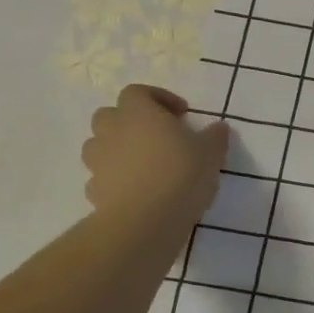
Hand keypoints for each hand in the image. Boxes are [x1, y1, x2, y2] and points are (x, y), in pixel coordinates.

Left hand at [81, 85, 228, 227]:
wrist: (145, 220)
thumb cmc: (180, 174)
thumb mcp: (211, 153)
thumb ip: (215, 136)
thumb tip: (219, 128)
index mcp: (139, 113)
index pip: (138, 92)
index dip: (158, 98)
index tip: (181, 114)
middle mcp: (112, 131)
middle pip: (110, 115)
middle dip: (130, 121)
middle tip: (155, 136)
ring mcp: (98, 161)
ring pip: (99, 145)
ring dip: (117, 149)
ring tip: (143, 164)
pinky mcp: (94, 190)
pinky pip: (102, 177)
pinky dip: (114, 179)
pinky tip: (136, 191)